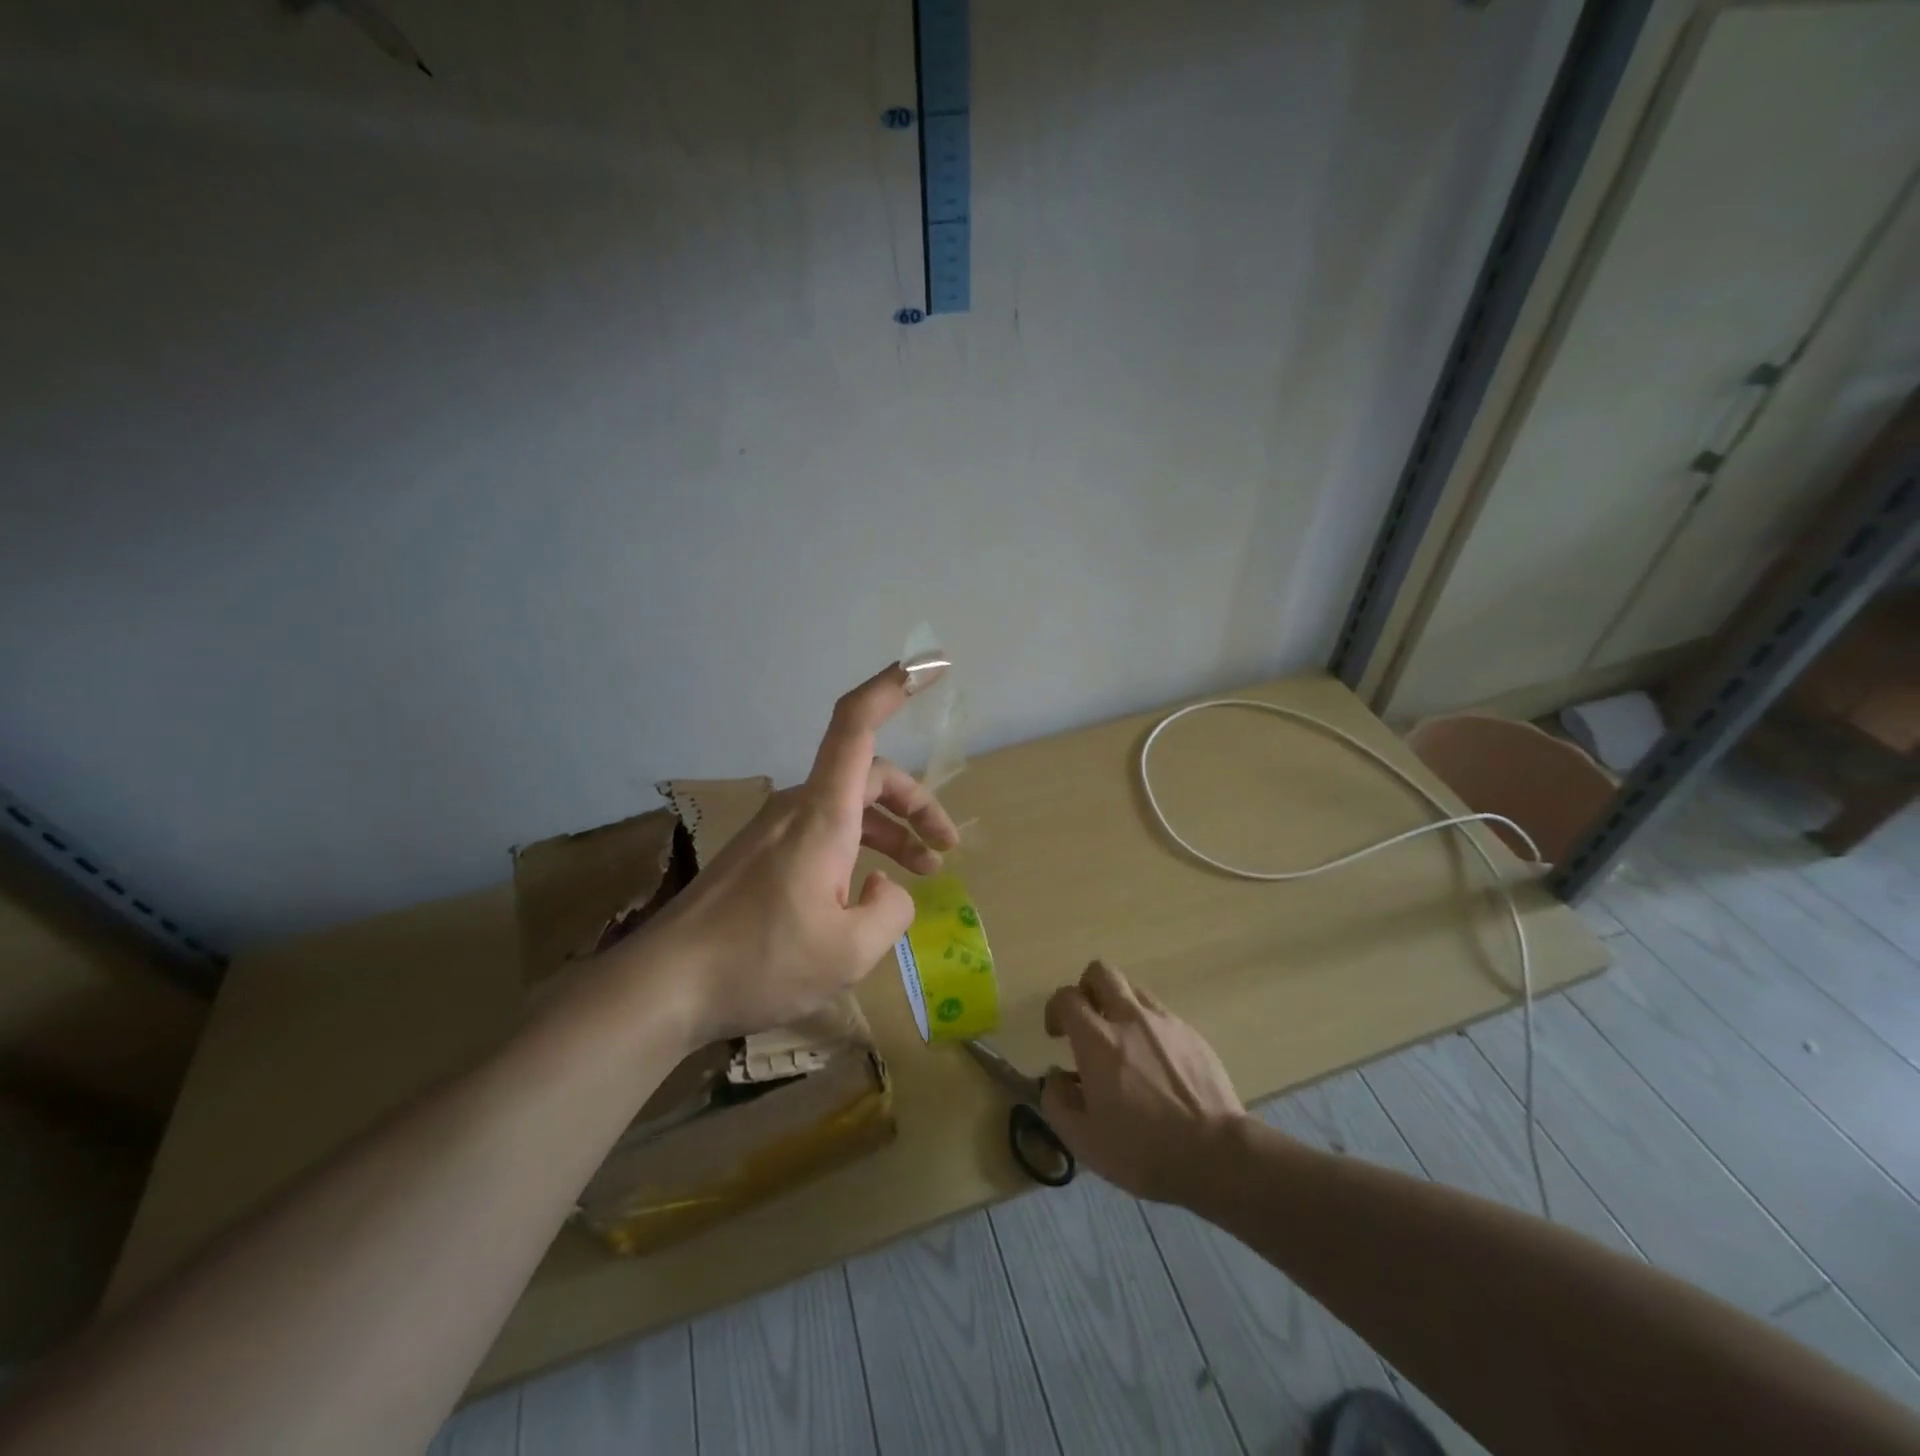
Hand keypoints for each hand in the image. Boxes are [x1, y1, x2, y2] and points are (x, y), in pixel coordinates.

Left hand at [638, 657, 960, 1044]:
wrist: (665, 985)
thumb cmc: (759, 961)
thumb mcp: (849, 952)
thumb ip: (890, 911)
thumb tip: (886, 888)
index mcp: (823, 815)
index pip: (856, 726)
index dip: (893, 687)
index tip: (930, 666)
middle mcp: (799, 809)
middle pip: (868, 776)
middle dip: (916, 804)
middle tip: (945, 847)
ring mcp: (776, 830)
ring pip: (848, 808)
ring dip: (889, 831)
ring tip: (921, 872)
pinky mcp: (762, 855)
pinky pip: (823, 831)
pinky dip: (858, 847)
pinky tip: (865, 892)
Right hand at [1039, 961, 1245, 1204]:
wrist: (1216, 1154)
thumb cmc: (1143, 1150)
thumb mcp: (1084, 1141)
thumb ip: (1057, 1102)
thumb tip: (1055, 1078)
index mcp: (1097, 1040)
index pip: (1067, 998)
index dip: (1055, 1010)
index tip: (1057, 1035)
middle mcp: (1129, 1018)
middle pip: (1101, 972)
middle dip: (1087, 988)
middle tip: (1088, 1020)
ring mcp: (1164, 1022)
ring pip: (1133, 989)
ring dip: (1119, 1005)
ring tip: (1123, 1042)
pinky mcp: (1192, 1034)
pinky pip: (1161, 1015)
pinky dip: (1149, 1027)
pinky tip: (1156, 1063)